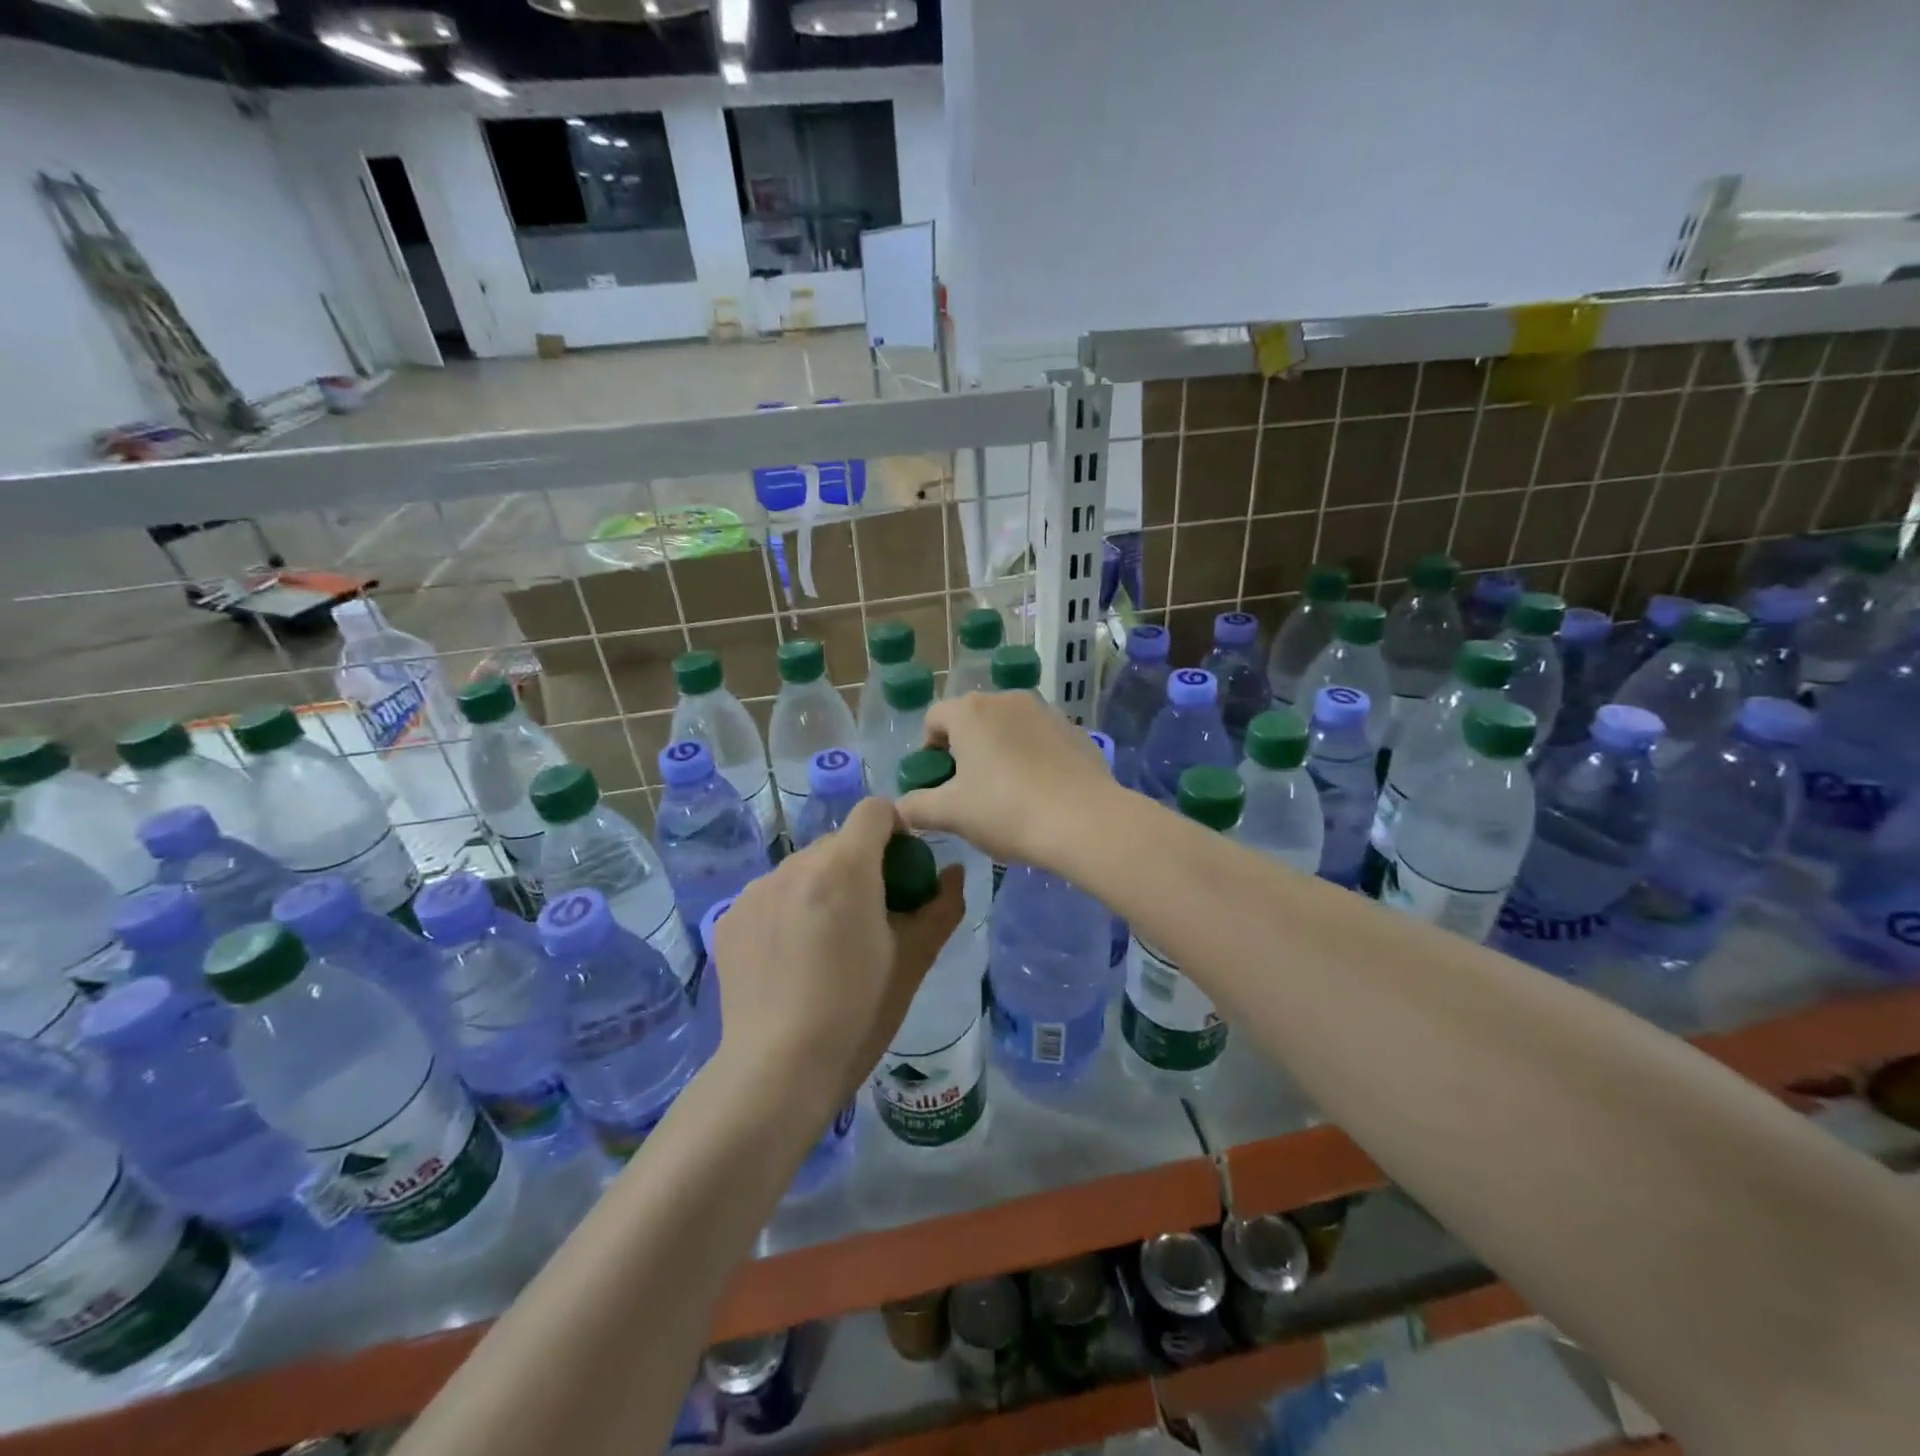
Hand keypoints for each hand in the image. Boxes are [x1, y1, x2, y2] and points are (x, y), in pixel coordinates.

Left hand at [709, 798, 964, 1109]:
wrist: (777, 1070)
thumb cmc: (858, 1012)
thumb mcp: (913, 960)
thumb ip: (941, 906)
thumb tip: (953, 873)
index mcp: (845, 867)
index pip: (875, 810)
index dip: (896, 830)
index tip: (903, 870)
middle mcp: (796, 864)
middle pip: (839, 843)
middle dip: (860, 866)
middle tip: (870, 918)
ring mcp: (756, 890)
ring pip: (803, 869)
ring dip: (822, 889)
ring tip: (825, 945)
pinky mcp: (729, 917)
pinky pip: (771, 896)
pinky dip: (788, 911)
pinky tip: (790, 960)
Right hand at [897, 692, 1118, 871]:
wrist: (1084, 821)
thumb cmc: (1005, 811)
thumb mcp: (951, 814)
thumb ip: (916, 807)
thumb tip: (899, 809)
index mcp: (970, 711)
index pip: (933, 720)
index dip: (927, 751)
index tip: (937, 784)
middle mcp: (1006, 699)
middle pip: (972, 720)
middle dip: (964, 751)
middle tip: (968, 792)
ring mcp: (1045, 711)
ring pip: (1008, 728)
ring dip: (999, 752)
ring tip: (1006, 794)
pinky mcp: (1074, 730)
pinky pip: (1040, 739)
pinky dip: (1032, 757)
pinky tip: (1040, 792)